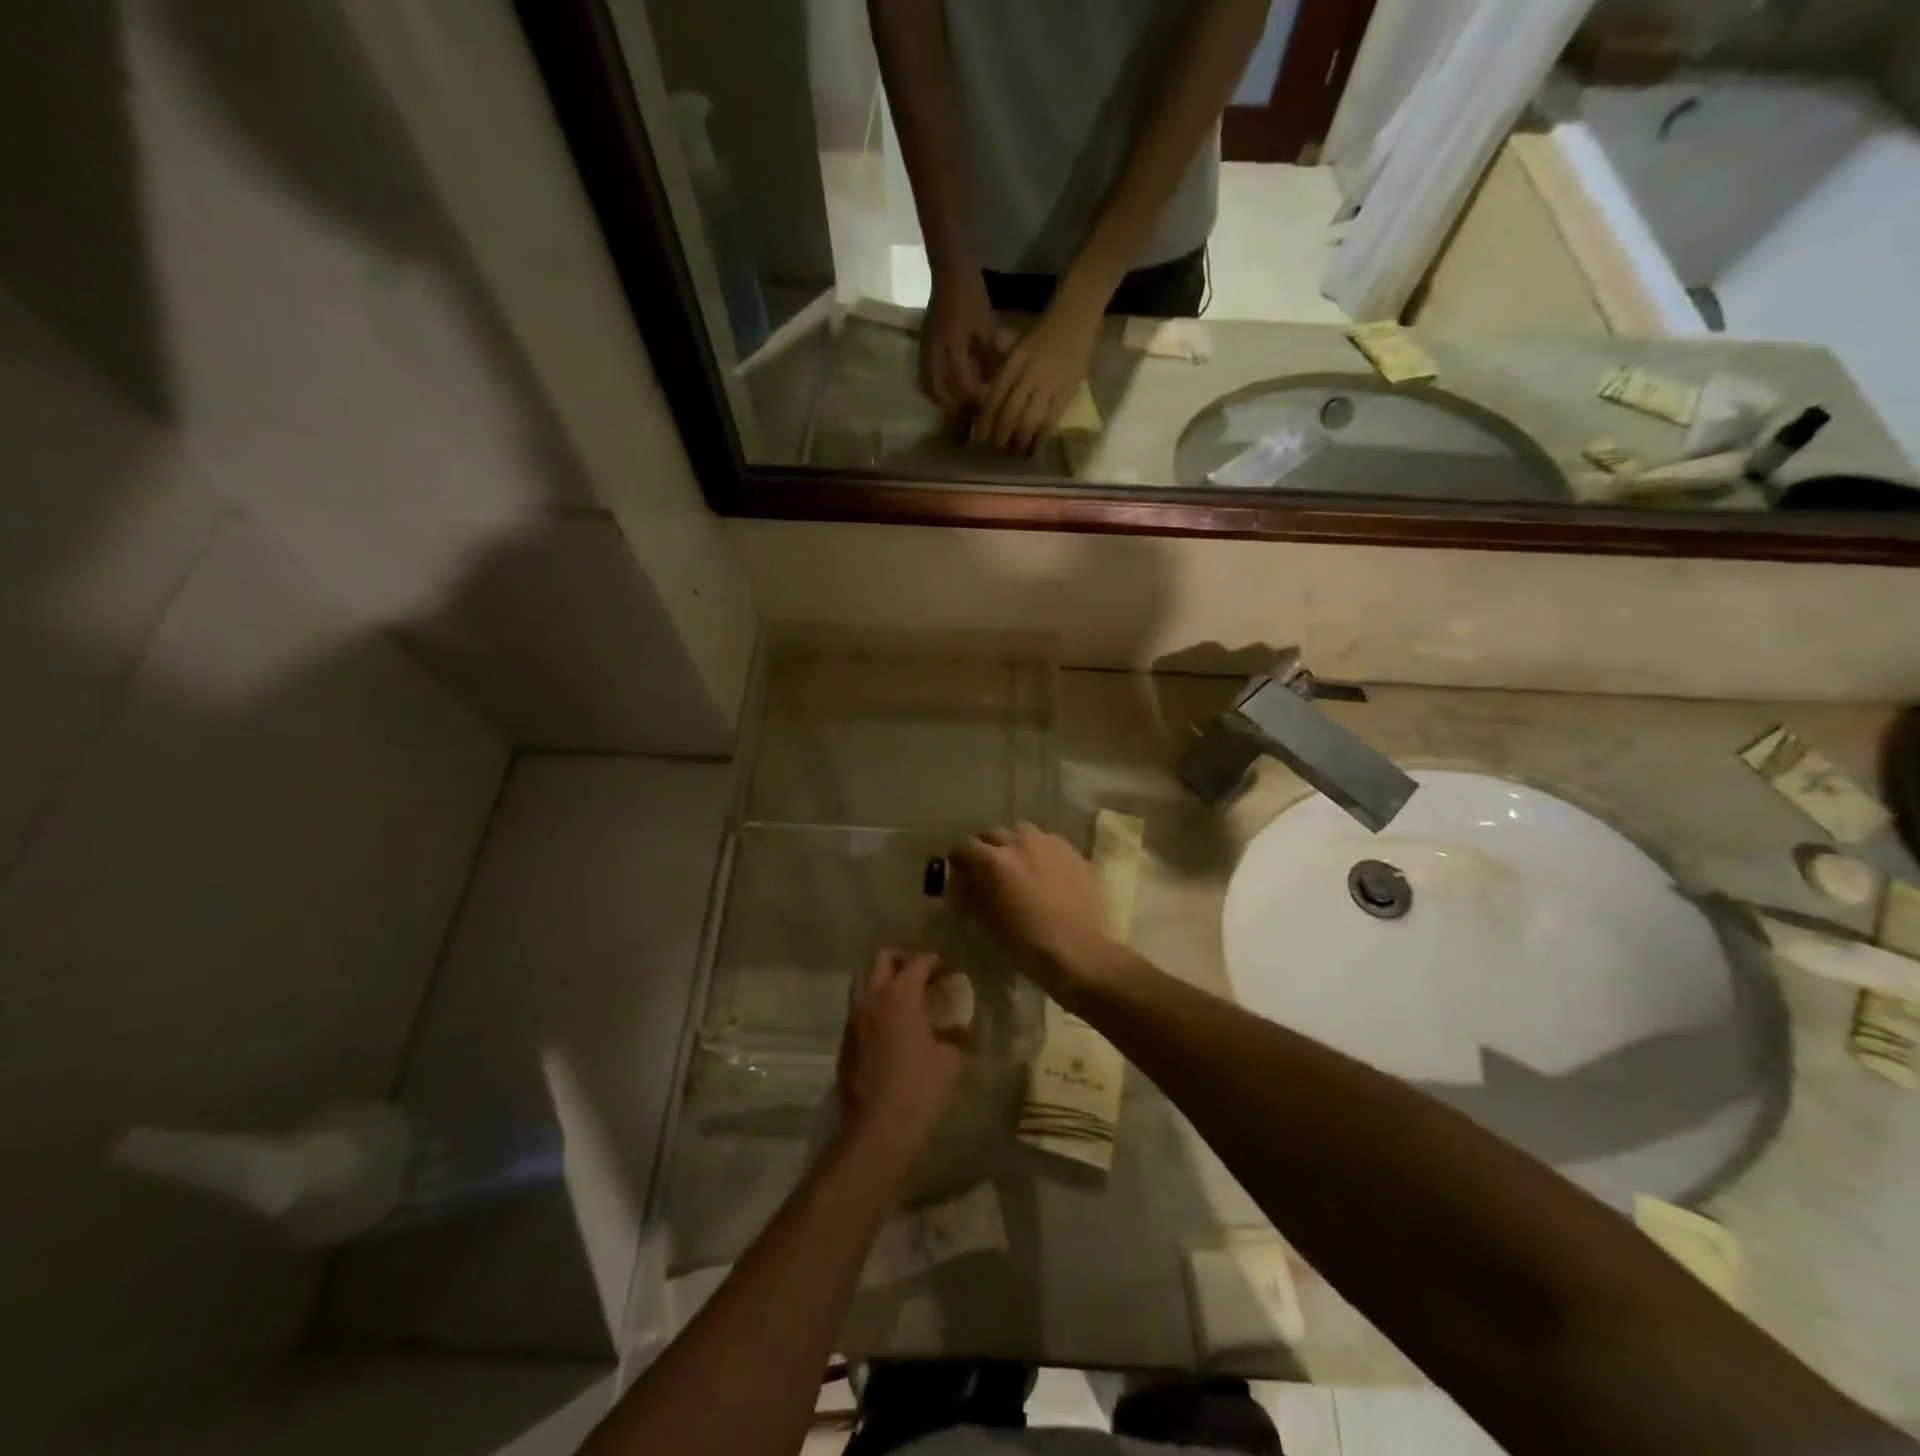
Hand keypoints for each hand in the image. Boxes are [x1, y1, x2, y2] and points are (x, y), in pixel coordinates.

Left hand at [836, 949, 967, 1170]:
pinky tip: (891, 1024)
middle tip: (923, 975)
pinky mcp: (845, 1038)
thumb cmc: (920, 1090)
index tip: (949, 972)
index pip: (918, 962)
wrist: (877, 1129)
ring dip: (883, 977)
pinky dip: (874, 1002)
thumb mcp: (952, 1060)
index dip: (935, 962)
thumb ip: (956, 1034)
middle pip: (882, 958)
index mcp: (900, 995)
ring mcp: (854, 1017)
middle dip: (904, 959)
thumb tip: (959, 1025)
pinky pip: (858, 1005)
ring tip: (905, 996)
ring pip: (863, 978)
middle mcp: (872, 997)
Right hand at [920, 269, 997, 428]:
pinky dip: (936, 387)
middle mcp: (935, 353)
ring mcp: (926, 349)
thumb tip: (994, 383)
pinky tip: (946, 391)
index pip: (963, 384)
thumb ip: (990, 357)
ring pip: (930, 386)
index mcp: (953, 346)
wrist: (949, 270)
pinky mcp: (923, 346)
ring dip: (942, 400)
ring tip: (956, 409)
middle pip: (940, 392)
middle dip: (953, 408)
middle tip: (968, 416)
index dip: (975, 400)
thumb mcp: (987, 326)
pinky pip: (927, 375)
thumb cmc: (971, 295)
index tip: (986, 410)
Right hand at [951, 824, 1117, 993]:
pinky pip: (1049, 843)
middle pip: (994, 834)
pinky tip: (1046, 872)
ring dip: (1015, 844)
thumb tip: (962, 881)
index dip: (959, 859)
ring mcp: (1051, 844)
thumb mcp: (988, 921)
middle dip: (986, 848)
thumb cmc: (1027, 943)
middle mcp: (1021, 842)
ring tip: (1018, 864)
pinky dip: (1041, 852)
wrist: (1080, 951)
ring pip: (1023, 832)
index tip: (959, 870)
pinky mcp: (1074, 852)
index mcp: (994, 861)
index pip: (966, 847)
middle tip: (988, 867)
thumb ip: (971, 894)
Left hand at [972, 292, 1102, 454]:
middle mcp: (1028, 375)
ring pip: (1028, 421)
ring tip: (1014, 453)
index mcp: (1013, 362)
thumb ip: (1003, 370)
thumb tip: (988, 401)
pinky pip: (1051, 422)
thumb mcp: (1015, 346)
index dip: (985, 422)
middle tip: (996, 449)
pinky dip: (1040, 438)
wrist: (1076, 316)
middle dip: (1000, 436)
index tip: (978, 439)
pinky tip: (1034, 449)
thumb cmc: (1042, 331)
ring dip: (1019, 441)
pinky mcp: (1067, 392)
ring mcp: (1049, 385)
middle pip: (1008, 414)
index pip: (994, 399)